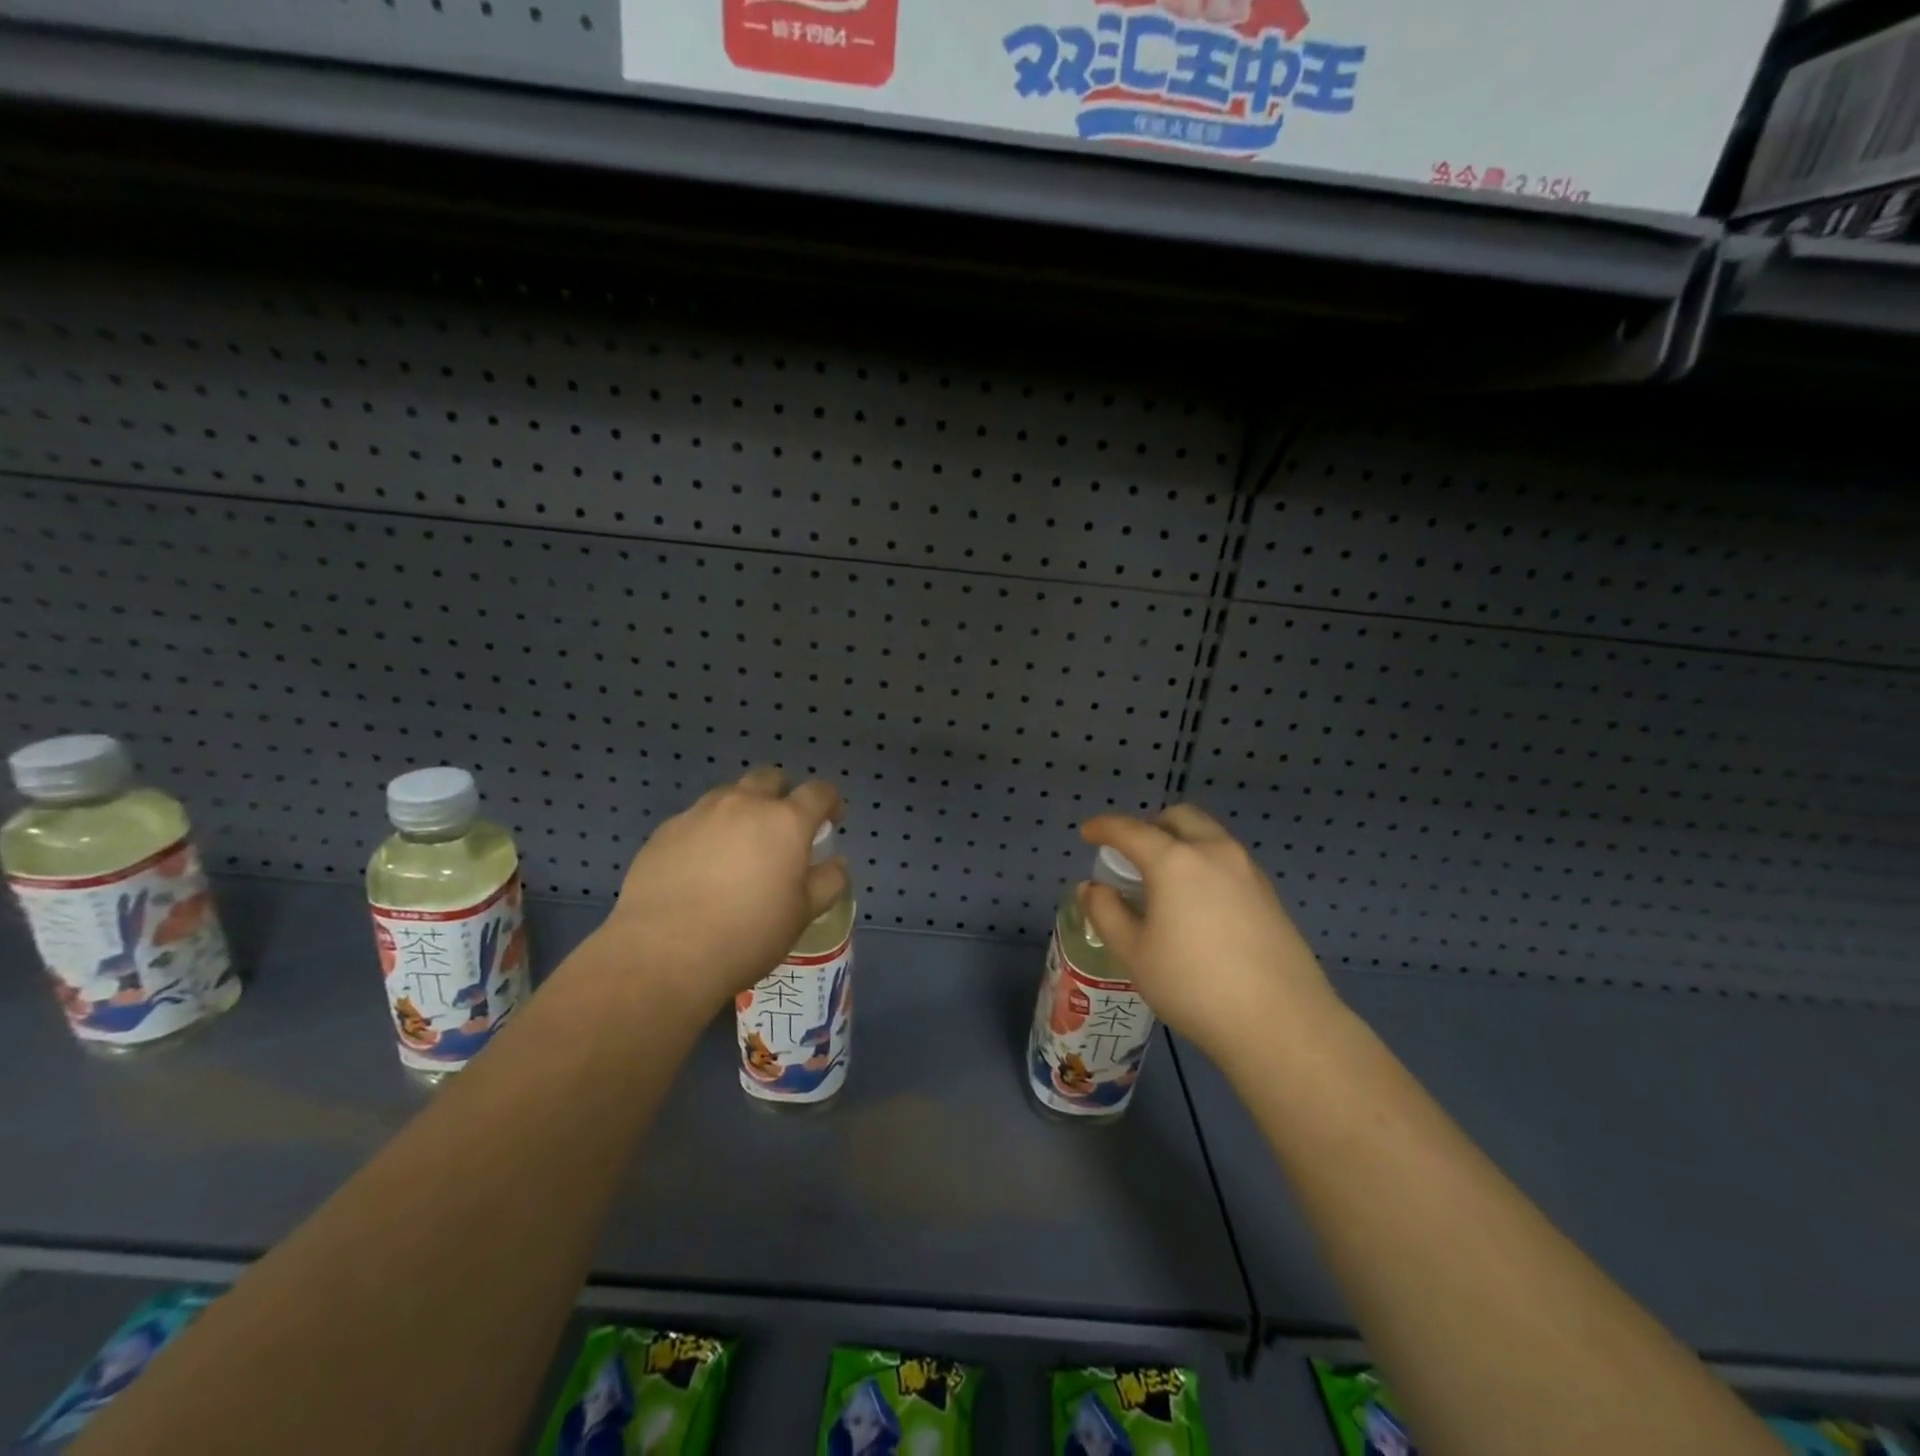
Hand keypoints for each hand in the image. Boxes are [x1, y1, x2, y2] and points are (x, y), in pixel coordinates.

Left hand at [593, 767, 847, 1015]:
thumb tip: (836, 863)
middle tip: (781, 830)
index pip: (818, 792)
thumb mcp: (803, 915)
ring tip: (738, 849)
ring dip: (742, 810)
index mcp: (785, 821)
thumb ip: (828, 882)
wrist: (664, 953)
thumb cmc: (748, 934)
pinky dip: (707, 833)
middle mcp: (743, 804)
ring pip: (729, 795)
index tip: (829, 822)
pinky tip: (700, 868)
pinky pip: (695, 820)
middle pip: (769, 779)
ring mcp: (699, 814)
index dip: (829, 803)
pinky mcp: (664, 831)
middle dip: (781, 796)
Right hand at [1079, 805, 1339, 1068]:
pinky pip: (1228, 861)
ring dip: (1181, 843)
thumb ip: (1106, 912)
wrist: (1280, 1022)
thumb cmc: (1193, 985)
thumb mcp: (1134, 953)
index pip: (1130, 830)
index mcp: (1175, 861)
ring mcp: (1247, 871)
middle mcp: (1214, 852)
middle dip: (1150, 826)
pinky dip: (1205, 864)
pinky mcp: (1269, 894)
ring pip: (1208, 836)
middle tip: (1133, 855)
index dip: (1103, 827)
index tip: (1088, 833)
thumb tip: (1093, 888)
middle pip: (1178, 818)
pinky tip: (1198, 905)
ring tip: (1165, 882)